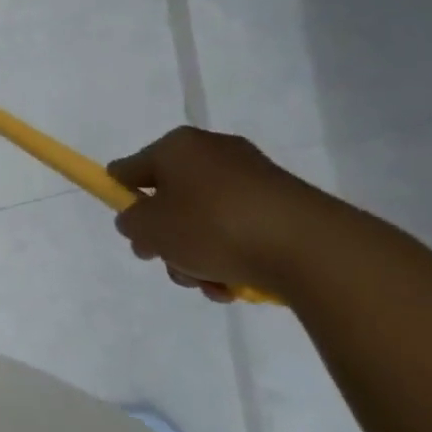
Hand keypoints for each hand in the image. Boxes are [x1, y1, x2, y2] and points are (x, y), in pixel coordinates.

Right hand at [108, 126, 342, 301]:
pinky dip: (232, 257)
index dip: (122, 199)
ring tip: (211, 284)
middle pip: (171, 200)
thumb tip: (141, 221)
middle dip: (168, 239)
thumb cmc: (213, 227)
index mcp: (177, 146)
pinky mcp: (283, 205)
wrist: (309, 248)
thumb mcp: (150, 228)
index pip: (130, 169)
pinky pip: (240, 231)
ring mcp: (252, 178)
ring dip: (199, 256)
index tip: (133, 233)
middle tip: (172, 264)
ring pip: (205, 221)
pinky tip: (236, 285)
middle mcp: (213, 152)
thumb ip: (131, 223)